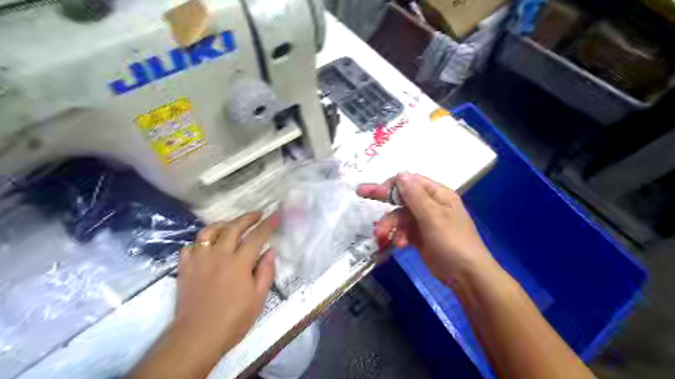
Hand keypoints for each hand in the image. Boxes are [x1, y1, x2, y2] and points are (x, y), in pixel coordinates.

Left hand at [174, 211, 282, 353]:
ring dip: (223, 224)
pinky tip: (207, 245)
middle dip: (247, 218)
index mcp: (239, 263)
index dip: (268, 225)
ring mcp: (199, 259)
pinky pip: (190, 246)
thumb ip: (266, 272)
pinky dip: (201, 241)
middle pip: (233, 228)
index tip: (276, 215)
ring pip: (209, 232)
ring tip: (231, 224)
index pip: (257, 237)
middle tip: (257, 215)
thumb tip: (271, 251)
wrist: (196, 337)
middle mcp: (218, 255)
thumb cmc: (233, 320)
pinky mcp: (184, 267)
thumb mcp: (258, 299)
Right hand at [358, 172, 493, 286]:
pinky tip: (398, 245)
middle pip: (402, 198)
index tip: (374, 190)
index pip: (410, 182)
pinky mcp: (420, 237)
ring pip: (400, 217)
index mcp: (437, 194)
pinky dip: (398, 236)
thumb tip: (400, 172)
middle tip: (360, 193)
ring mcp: (425, 221)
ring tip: (382, 237)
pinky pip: (403, 231)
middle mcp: (431, 205)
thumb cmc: (453, 242)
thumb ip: (415, 195)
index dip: (391, 184)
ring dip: (390, 226)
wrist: (467, 276)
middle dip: (384, 201)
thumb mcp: (432, 217)